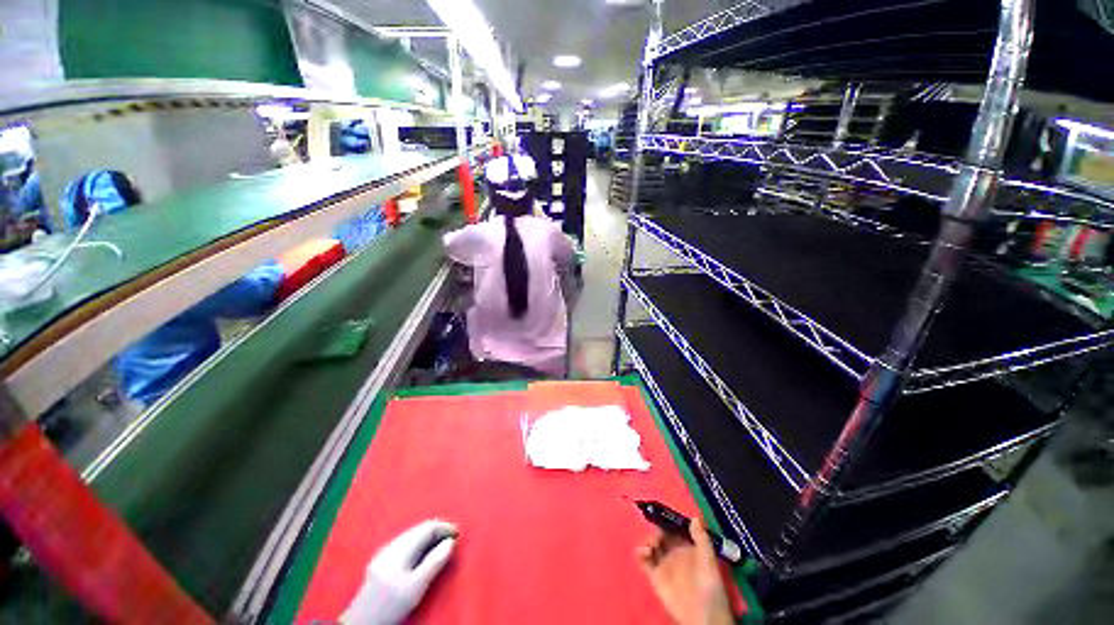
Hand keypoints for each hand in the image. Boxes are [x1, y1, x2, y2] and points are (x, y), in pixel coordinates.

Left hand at [341, 520, 457, 624]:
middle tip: (453, 539)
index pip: (427, 527)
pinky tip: (423, 554)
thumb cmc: (391, 605)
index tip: (458, 534)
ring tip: (441, 545)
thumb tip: (451, 542)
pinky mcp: (381, 561)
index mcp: (400, 548)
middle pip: (419, 529)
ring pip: (412, 535)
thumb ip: (434, 562)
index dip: (444, 527)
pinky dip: (419, 544)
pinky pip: (406, 543)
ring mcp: (384, 552)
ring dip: (429, 537)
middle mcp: (392, 545)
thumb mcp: (416, 587)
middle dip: (438, 531)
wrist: (362, 622)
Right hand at [638, 521, 732, 624]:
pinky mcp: (655, 576)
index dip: (666, 520)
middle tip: (655, 535)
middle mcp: (673, 551)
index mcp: (686, 545)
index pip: (673, 527)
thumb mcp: (708, 560)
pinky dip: (640, 554)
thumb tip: (695, 517)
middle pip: (660, 534)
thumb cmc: (709, 586)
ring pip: (651, 545)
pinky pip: (644, 561)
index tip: (659, 514)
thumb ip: (701, 539)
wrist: (703, 616)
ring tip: (649, 546)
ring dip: (647, 541)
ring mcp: (663, 563)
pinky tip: (642, 553)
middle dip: (654, 530)